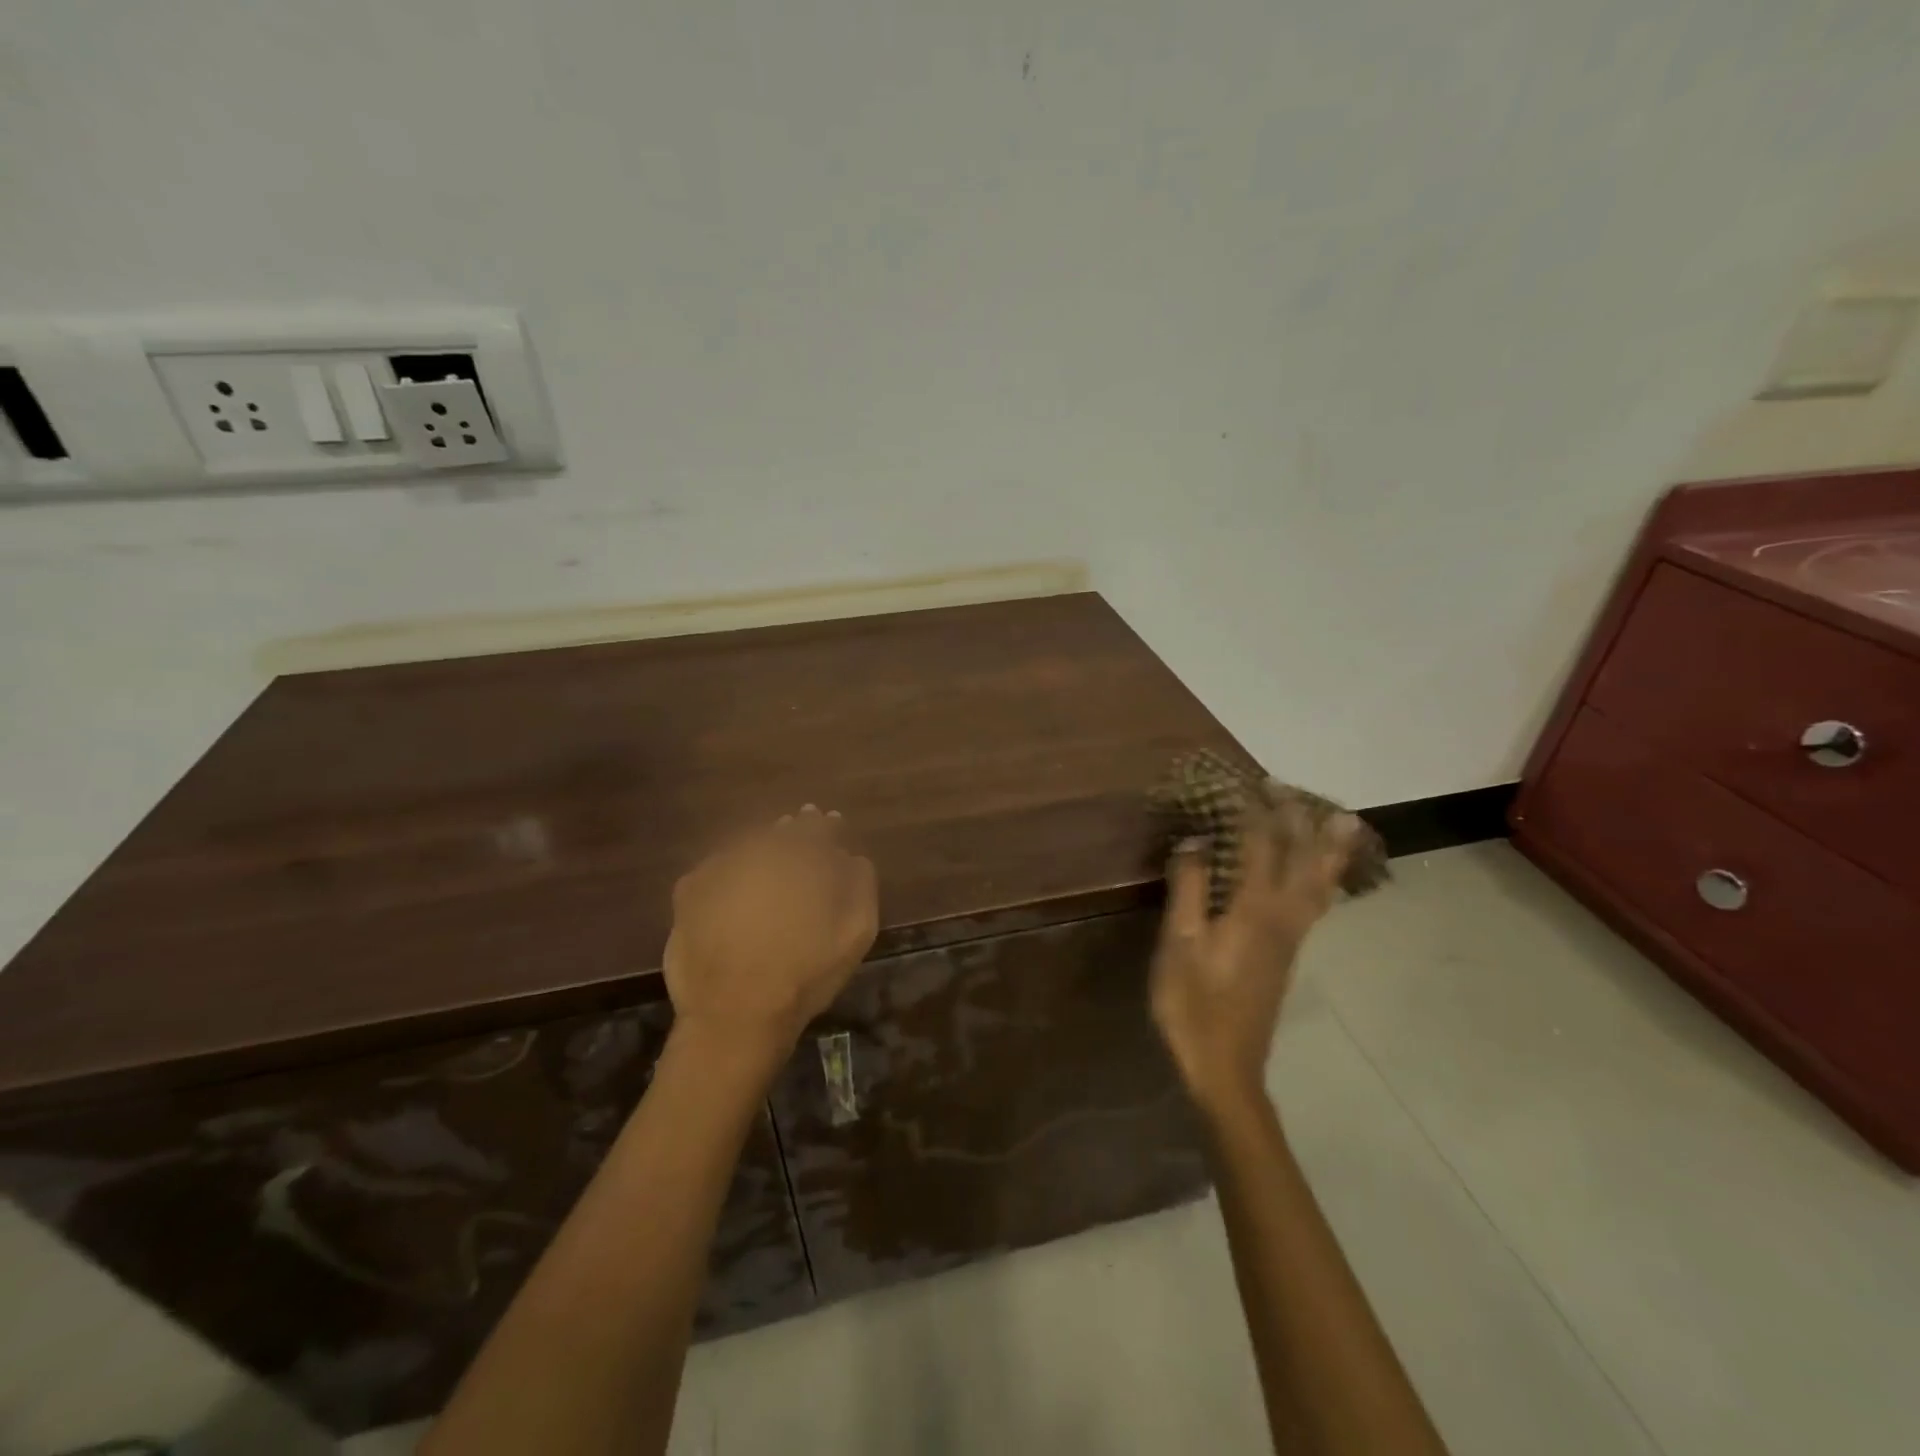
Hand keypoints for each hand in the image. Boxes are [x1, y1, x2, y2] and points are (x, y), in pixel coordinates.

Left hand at [663, 806, 878, 1058]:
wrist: (736, 1014)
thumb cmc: (806, 973)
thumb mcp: (857, 931)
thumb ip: (860, 883)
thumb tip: (850, 855)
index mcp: (801, 856)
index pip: (818, 827)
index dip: (828, 826)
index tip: (833, 824)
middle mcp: (758, 850)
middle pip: (780, 831)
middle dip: (794, 831)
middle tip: (800, 833)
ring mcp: (718, 868)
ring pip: (747, 845)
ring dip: (761, 847)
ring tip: (768, 862)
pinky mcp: (689, 891)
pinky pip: (716, 868)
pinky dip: (729, 869)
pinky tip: (734, 884)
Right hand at [1151, 801, 1360, 1111]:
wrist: (1225, 1066)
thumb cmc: (1193, 1003)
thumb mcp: (1179, 942)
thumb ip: (1189, 887)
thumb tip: (1195, 838)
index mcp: (1254, 908)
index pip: (1260, 844)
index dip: (1252, 809)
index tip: (1242, 780)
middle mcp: (1282, 916)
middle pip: (1301, 858)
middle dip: (1296, 818)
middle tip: (1286, 787)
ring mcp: (1291, 936)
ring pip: (1320, 881)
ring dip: (1327, 846)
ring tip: (1342, 820)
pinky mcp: (1288, 953)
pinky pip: (1317, 901)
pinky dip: (1325, 876)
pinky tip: (1323, 876)